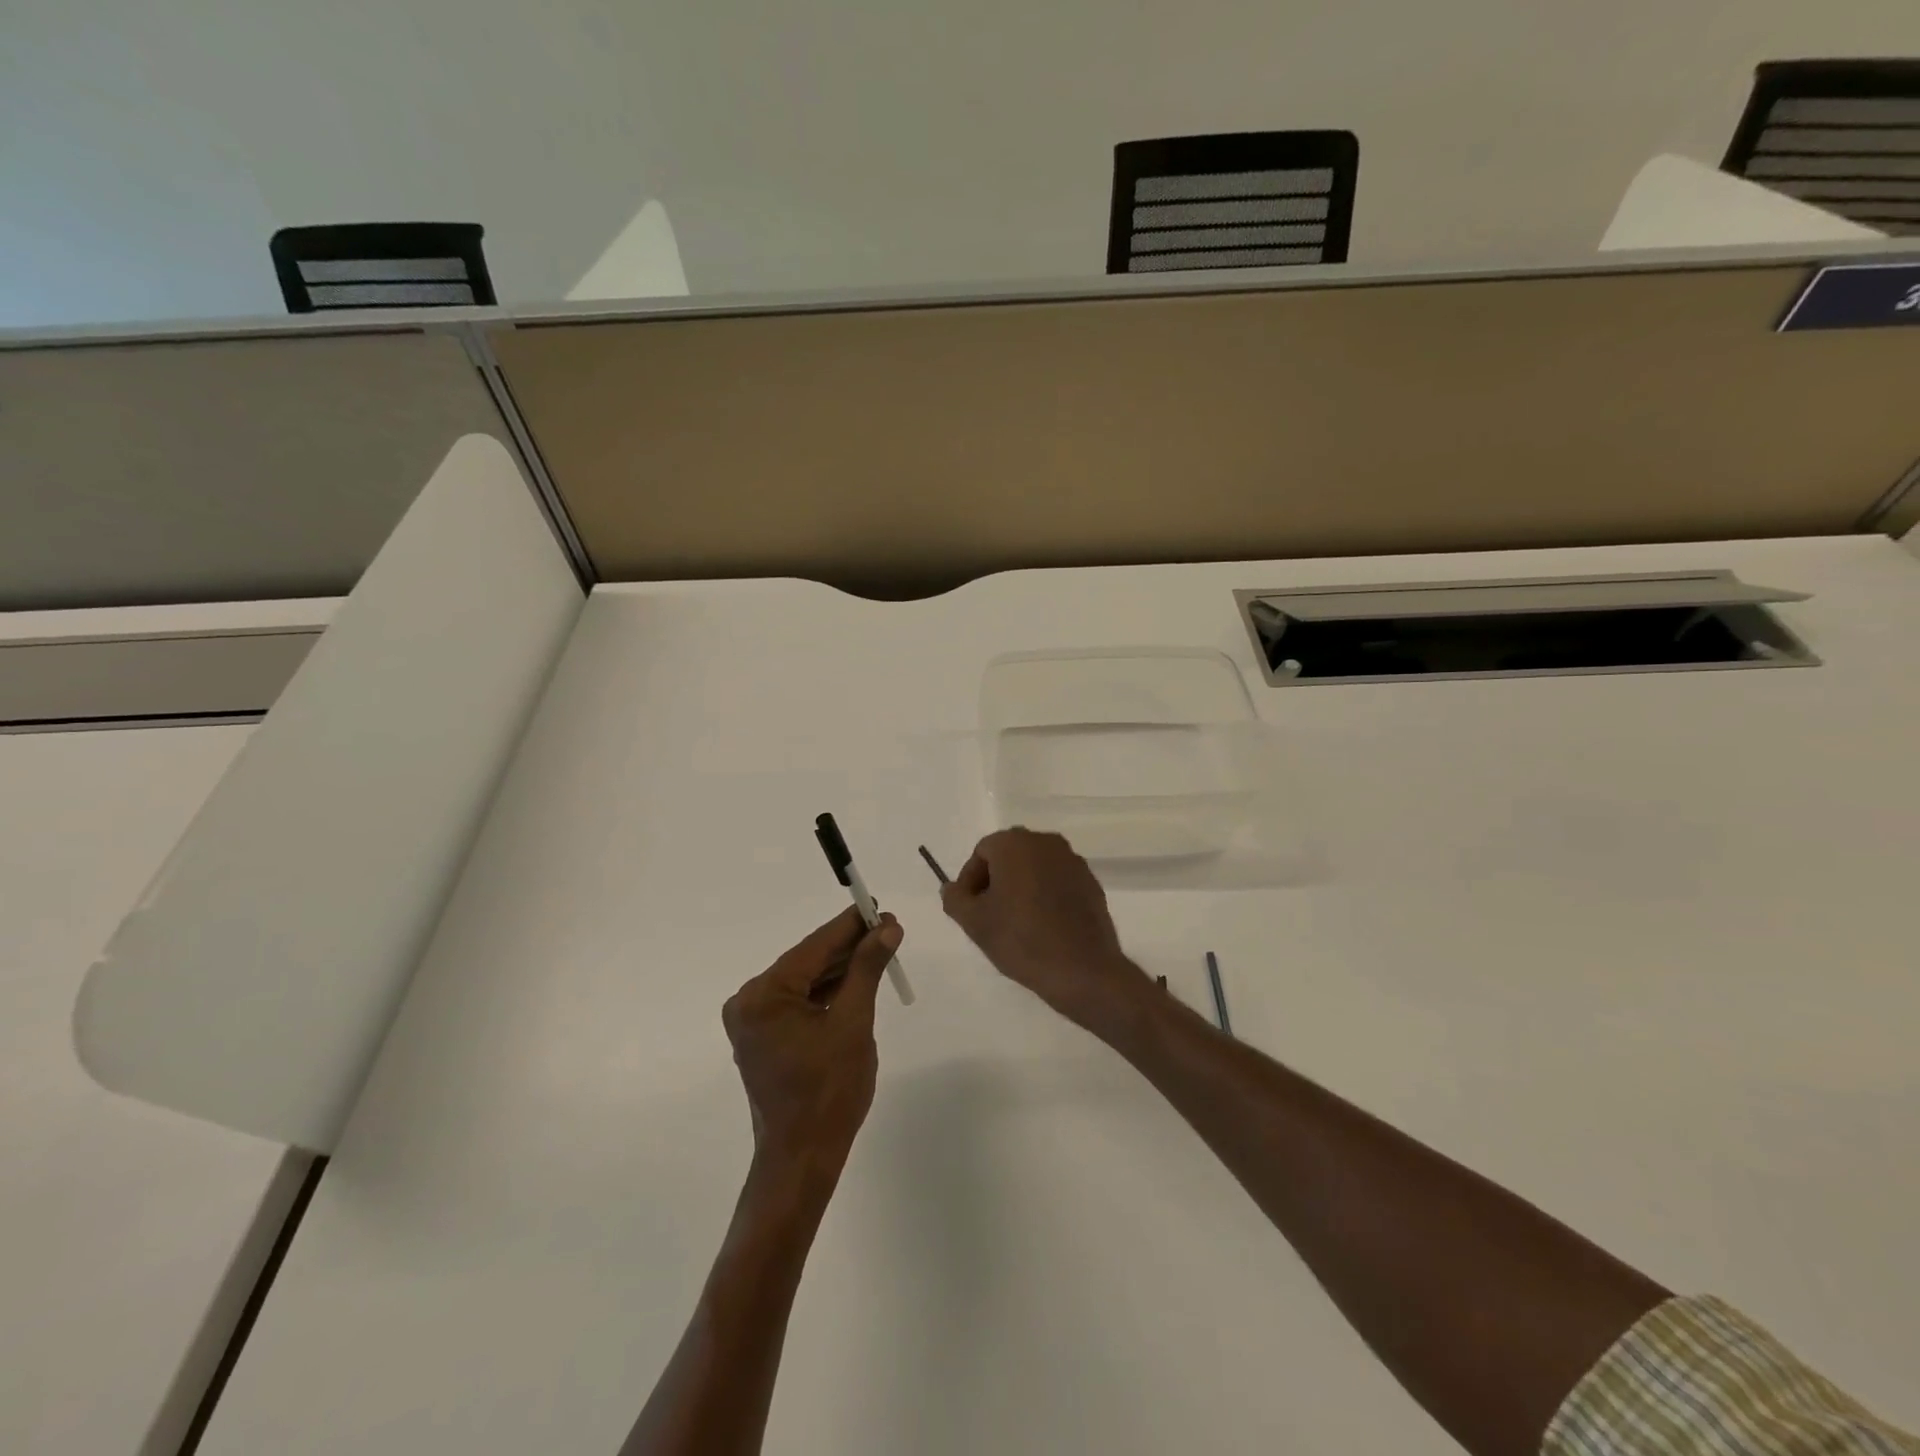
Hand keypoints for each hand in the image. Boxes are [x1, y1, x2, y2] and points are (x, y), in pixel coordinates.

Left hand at [722, 907, 902, 1172]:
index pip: (815, 947)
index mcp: (764, 995)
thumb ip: (867, 969)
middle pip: (808, 961)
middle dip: (849, 946)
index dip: (850, 925)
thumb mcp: (854, 1023)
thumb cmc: (830, 1092)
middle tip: (888, 928)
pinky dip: (827, 992)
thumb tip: (887, 927)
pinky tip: (856, 979)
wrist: (802, 1159)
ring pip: (805, 981)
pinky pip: (799, 1002)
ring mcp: (753, 1021)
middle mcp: (749, 1001)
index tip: (879, 907)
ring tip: (879, 949)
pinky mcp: (762, 1037)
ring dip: (840, 968)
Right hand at [941, 828, 1150, 1030]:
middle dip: (995, 881)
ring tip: (1015, 923)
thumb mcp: (974, 922)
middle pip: (1009, 856)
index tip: (969, 909)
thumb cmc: (1021, 939)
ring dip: (1021, 887)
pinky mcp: (1091, 882)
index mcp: (1015, 843)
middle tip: (989, 915)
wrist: (1082, 969)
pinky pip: (1058, 881)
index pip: (981, 853)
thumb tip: (952, 888)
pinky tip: (1043, 925)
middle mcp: (1045, 842)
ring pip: (1035, 868)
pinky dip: (1046, 895)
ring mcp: (1072, 861)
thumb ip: (955, 898)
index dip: (970, 881)